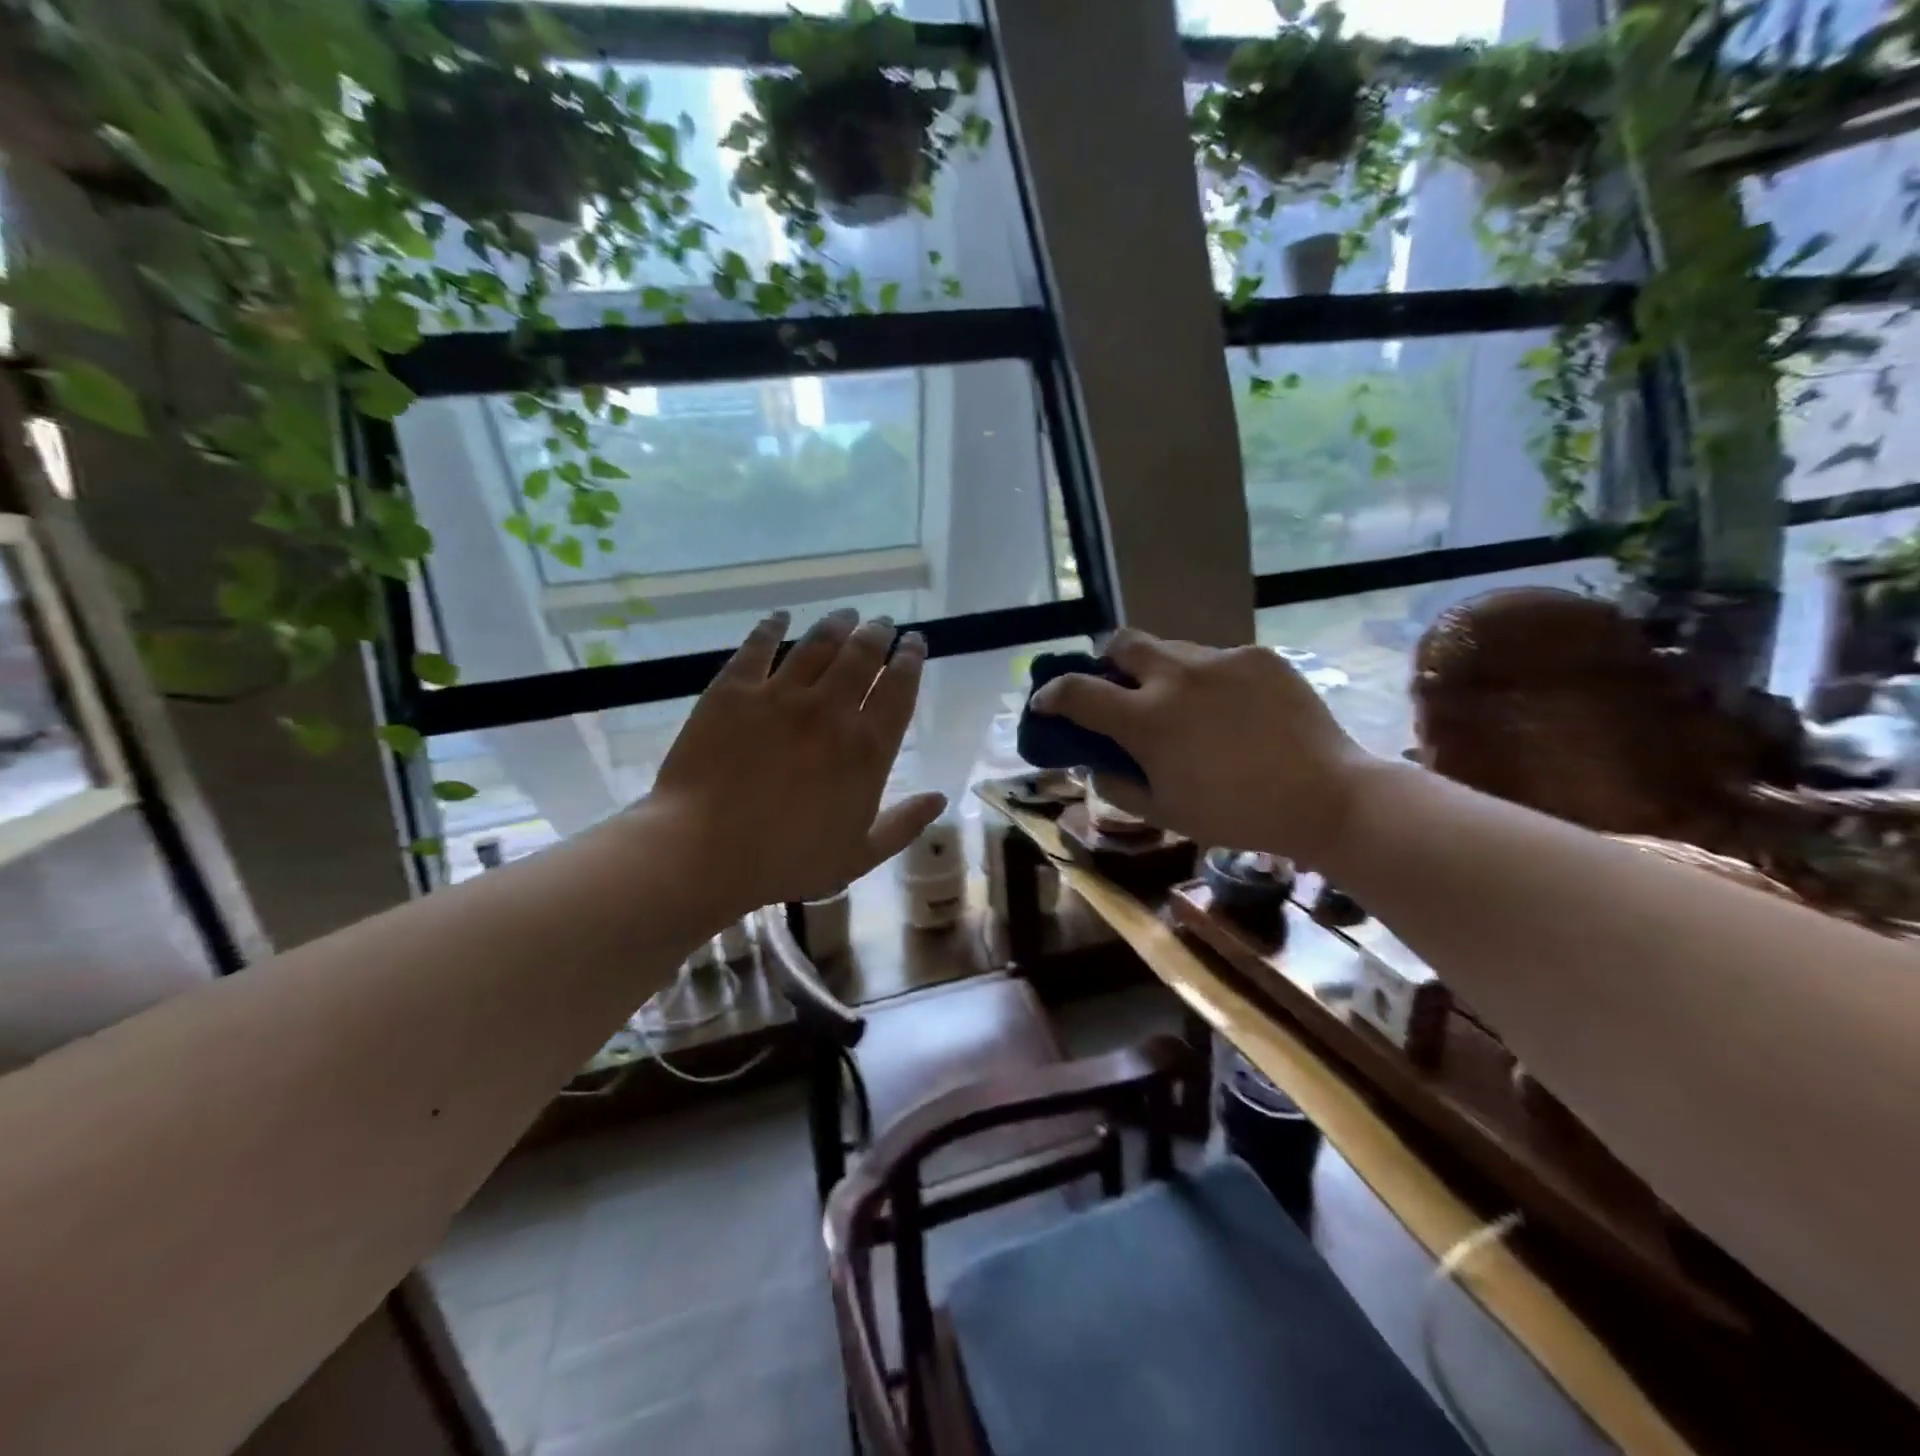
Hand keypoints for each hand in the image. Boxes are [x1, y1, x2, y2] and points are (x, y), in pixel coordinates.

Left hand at [646, 609, 946, 917]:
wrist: (704, 852)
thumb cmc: (787, 860)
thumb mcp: (859, 854)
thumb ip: (904, 824)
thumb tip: (940, 796)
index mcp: (866, 748)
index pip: (899, 689)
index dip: (911, 660)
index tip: (915, 643)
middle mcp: (830, 710)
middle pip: (862, 655)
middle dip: (878, 634)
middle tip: (882, 624)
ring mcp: (780, 695)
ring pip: (818, 644)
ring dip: (837, 624)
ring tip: (846, 614)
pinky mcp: (733, 690)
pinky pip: (758, 647)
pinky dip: (773, 627)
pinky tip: (781, 617)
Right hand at [1030, 629, 1368, 864]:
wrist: (1326, 797)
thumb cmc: (1234, 814)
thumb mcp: (1162, 812)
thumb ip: (1115, 783)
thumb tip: (1096, 760)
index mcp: (1146, 718)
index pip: (1076, 690)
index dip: (1050, 694)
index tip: (1044, 703)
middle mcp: (1176, 675)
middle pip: (1121, 641)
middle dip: (1107, 661)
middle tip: (1119, 689)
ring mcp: (1220, 659)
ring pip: (1171, 648)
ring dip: (1160, 671)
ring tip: (1184, 705)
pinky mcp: (1258, 655)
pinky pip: (1216, 659)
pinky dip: (1208, 680)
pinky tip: (1232, 711)